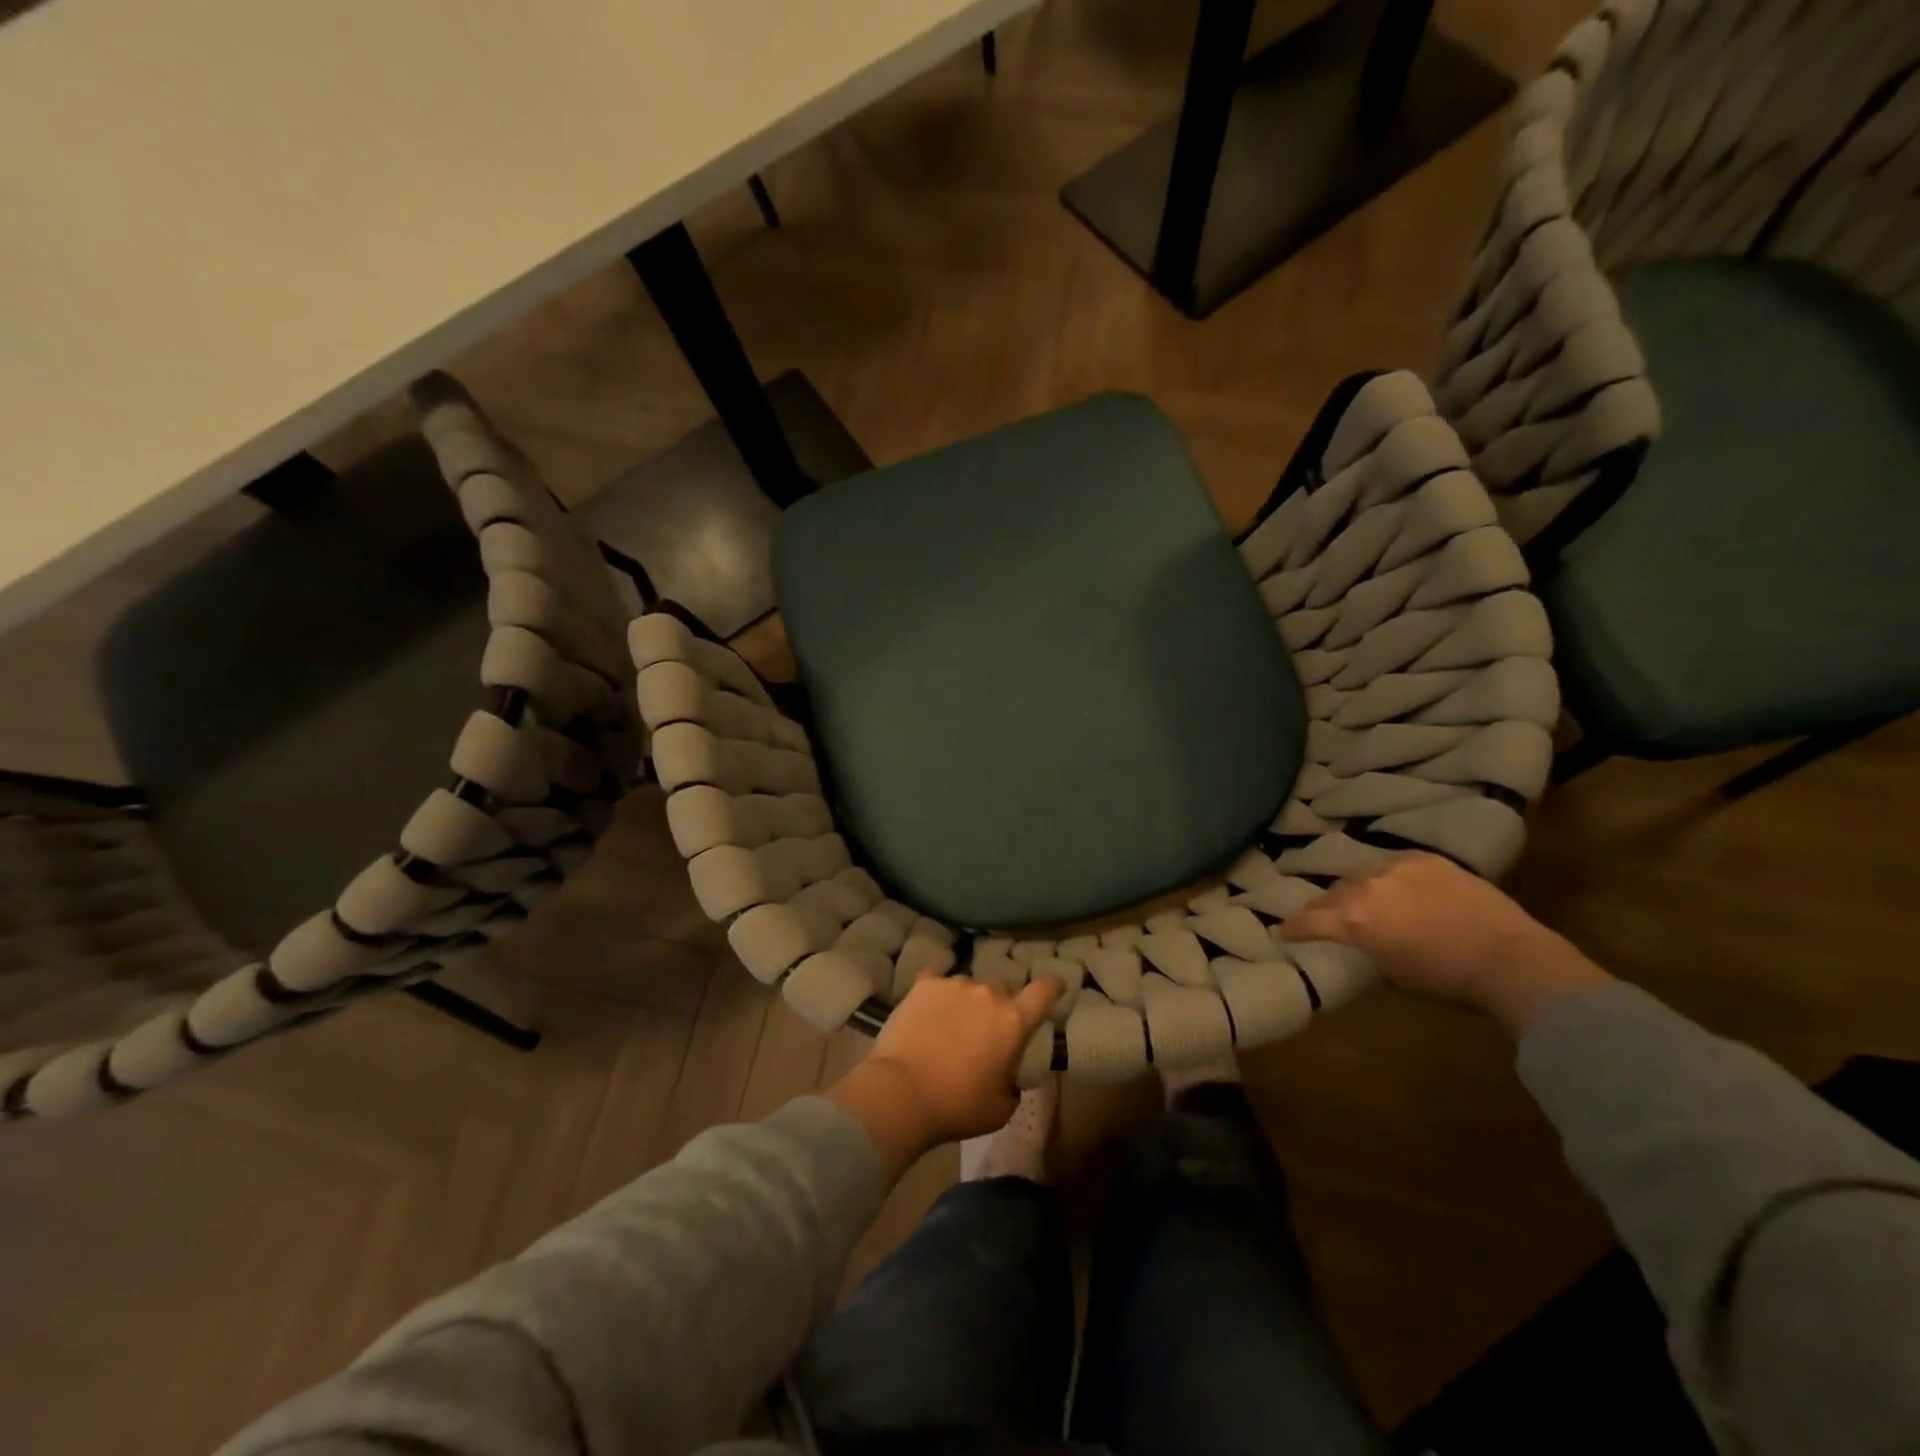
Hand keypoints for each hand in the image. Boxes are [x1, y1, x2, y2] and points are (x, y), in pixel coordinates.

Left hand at [828, 971, 1062, 1177]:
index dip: (1053, 986)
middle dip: (997, 1006)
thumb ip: (1013, 1084)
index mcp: (1013, 1021)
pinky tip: (927, 1010)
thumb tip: (1009, 1077)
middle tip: (984, 1032)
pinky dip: (936, 993)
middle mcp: (988, 993)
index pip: (1044, 991)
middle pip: (1001, 989)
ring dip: (966, 1002)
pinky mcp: (923, 984)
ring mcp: (954, 984)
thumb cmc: (957, 1106)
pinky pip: (936, 981)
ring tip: (949, 1027)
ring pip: (968, 986)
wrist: (901, 1093)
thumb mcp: (1000, 1109)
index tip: (1056, 986)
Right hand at [1279, 852, 1610, 1035]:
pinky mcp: (1425, 859)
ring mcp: (1396, 868)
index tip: (1281, 931)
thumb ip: (1365, 949)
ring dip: (1357, 889)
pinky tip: (1396, 886)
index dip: (1293, 928)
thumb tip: (1359, 942)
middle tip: (1322, 916)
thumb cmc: (1447, 980)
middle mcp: (1366, 887)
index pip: (1309, 921)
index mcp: (1354, 920)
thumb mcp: (1392, 974)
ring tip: (1360, 899)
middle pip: (1333, 893)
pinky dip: (1389, 877)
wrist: (1508, 957)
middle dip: (1324, 906)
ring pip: (1362, 875)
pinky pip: (1394, 865)